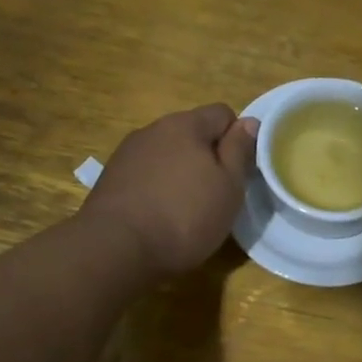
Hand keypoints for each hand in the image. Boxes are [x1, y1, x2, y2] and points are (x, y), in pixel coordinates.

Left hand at [83, 104, 256, 277]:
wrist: (116, 248)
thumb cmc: (185, 216)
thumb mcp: (228, 186)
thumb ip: (239, 150)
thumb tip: (249, 122)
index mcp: (185, 124)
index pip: (222, 113)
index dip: (236, 139)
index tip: (239, 171)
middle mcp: (153, 129)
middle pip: (192, 133)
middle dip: (207, 156)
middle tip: (216, 194)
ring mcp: (127, 153)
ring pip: (167, 154)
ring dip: (180, 172)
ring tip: (185, 208)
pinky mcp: (111, 178)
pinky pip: (146, 174)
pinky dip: (157, 187)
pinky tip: (158, 215)